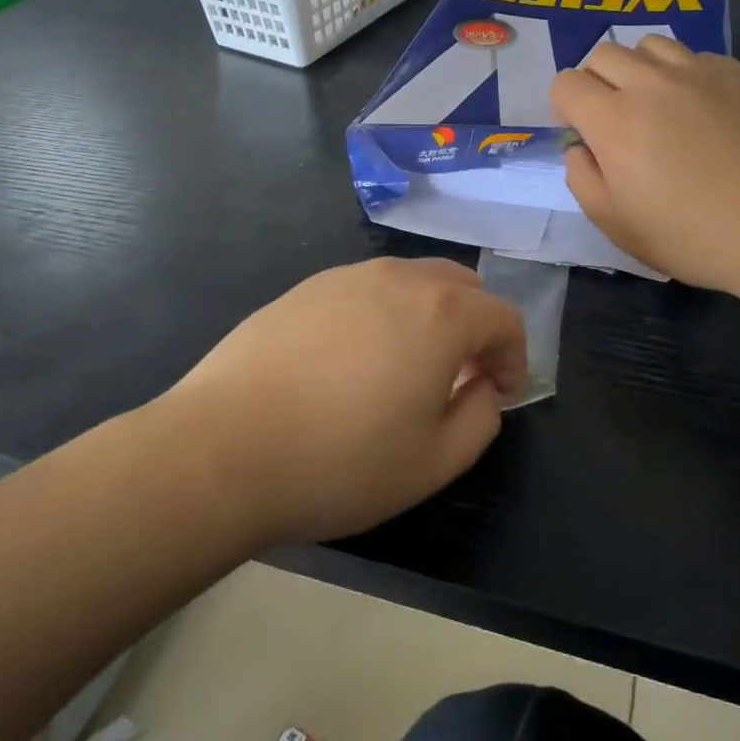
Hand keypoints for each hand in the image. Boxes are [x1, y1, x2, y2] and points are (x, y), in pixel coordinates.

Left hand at [171, 258, 526, 544]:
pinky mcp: (308, 287)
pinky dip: (384, 314)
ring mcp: (349, 276)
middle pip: (462, 285)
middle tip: (463, 375)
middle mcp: (400, 278)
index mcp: (442, 313)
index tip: (502, 394)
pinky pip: (367, 290)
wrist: (224, 446)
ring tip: (409, 367)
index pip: (503, 318)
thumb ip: (481, 420)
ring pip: (413, 281)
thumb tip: (483, 388)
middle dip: (476, 327)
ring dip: (431, 316)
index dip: (515, 357)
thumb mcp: (432, 463)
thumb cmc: (340, 460)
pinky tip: (353, 361)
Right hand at [551, 37, 739, 297]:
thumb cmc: (696, 237)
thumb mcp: (619, 226)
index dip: (565, 107)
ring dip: (640, 69)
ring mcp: (699, 72)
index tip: (583, 133)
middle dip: (597, 82)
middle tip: (617, 119)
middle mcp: (652, 83)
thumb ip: (583, 180)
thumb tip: (580, 148)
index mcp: (615, 121)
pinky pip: (695, 56)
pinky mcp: (739, 73)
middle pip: (603, 54)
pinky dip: (685, 75)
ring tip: (659, 104)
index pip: (567, 83)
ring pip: (649, 46)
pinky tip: (705, 110)